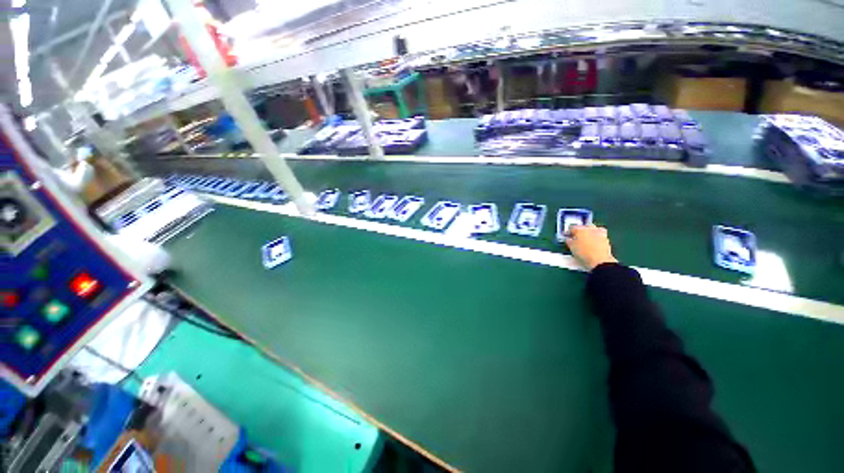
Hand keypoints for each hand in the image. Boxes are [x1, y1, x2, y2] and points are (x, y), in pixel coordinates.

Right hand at [566, 224, 617, 270]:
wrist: (599, 261)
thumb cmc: (582, 253)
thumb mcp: (571, 247)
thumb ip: (569, 241)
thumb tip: (569, 239)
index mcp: (579, 229)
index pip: (571, 227)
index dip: (568, 232)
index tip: (566, 236)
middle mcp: (590, 228)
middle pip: (583, 226)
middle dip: (580, 230)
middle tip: (576, 236)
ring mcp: (599, 232)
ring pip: (592, 229)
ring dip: (588, 233)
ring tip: (585, 240)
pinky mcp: (606, 238)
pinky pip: (599, 235)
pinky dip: (595, 237)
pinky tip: (593, 243)